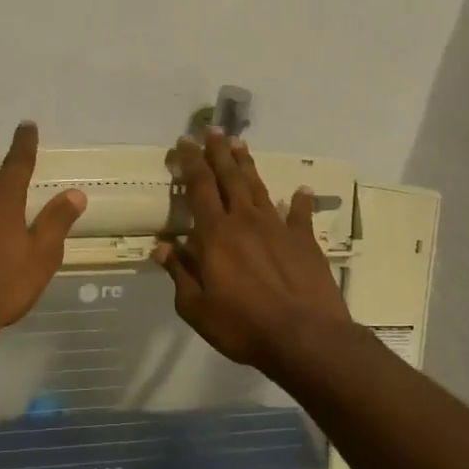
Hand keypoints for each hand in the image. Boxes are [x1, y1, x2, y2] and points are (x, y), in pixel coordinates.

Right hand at [153, 132, 351, 369]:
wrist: (306, 337)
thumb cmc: (243, 326)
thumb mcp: (197, 308)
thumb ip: (180, 274)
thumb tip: (162, 247)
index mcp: (216, 234)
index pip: (199, 187)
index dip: (190, 163)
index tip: (183, 143)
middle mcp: (246, 221)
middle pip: (230, 178)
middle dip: (218, 153)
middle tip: (213, 131)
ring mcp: (279, 228)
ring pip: (259, 188)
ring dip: (248, 166)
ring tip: (240, 145)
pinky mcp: (305, 241)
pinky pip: (300, 215)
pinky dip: (300, 201)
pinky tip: (301, 190)